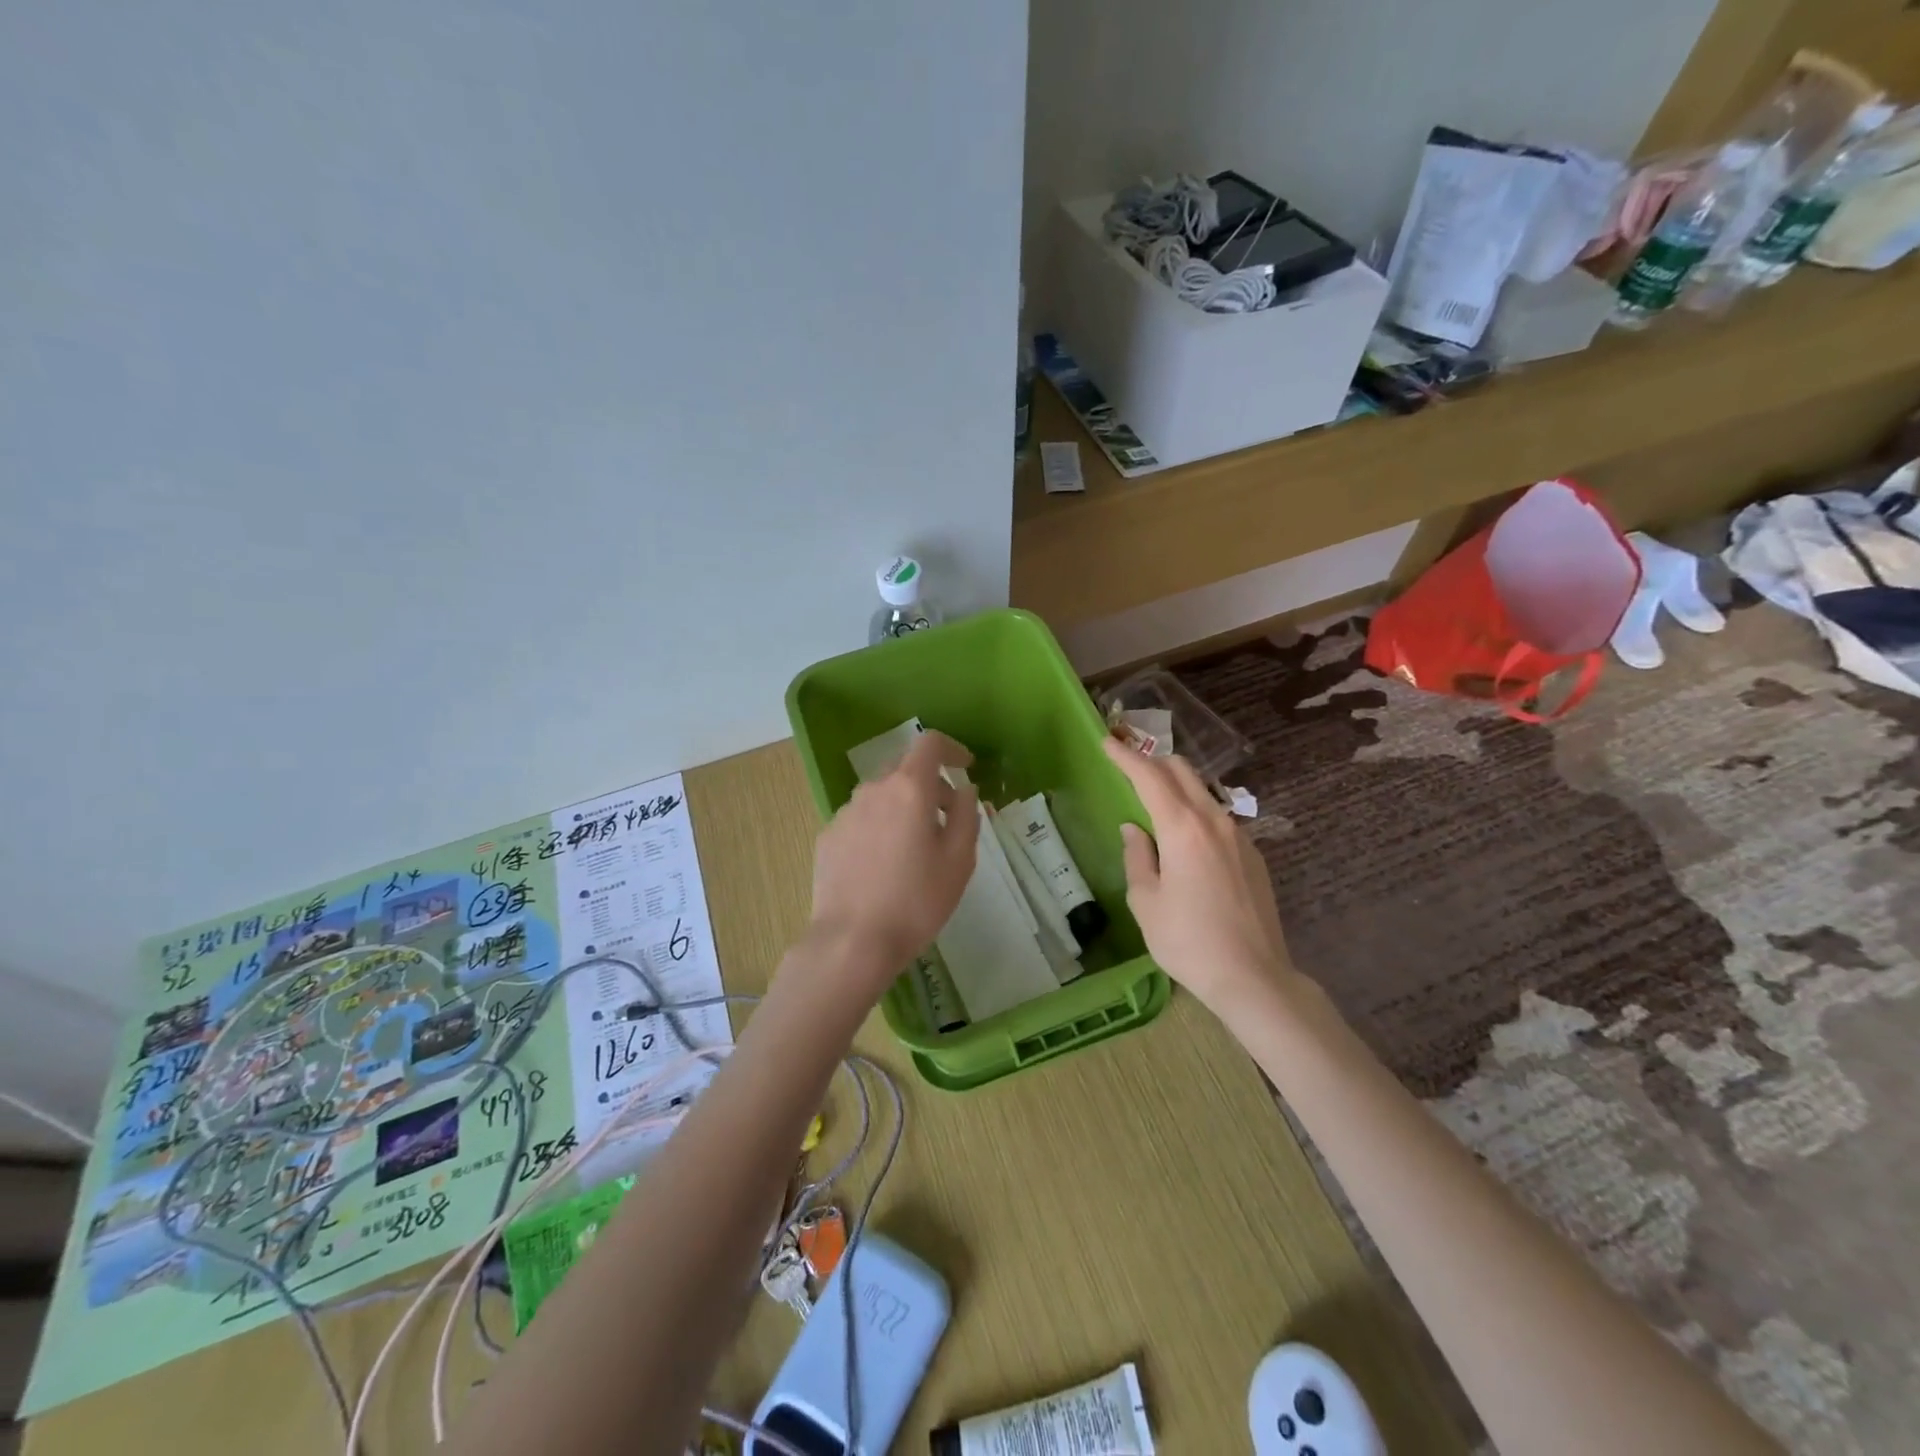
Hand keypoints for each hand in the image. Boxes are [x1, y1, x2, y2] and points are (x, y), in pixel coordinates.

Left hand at [806, 731, 978, 998]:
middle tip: (946, 819)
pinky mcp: (827, 837)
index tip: (966, 767)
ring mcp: (845, 813)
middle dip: (930, 783)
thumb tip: (964, 790)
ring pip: (881, 795)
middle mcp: (873, 790)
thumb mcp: (959, 860)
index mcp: (909, 788)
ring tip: (914, 849)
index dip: (952, 748)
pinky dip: (879, 828)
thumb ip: (967, 815)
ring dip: (902, 807)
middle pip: (904, 768)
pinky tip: (883, 867)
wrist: (851, 942)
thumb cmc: (916, 901)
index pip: (929, 743)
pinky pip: (861, 819)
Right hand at [1102, 735, 1291, 1012]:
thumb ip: (1137, 857)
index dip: (1126, 756)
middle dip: (1153, 761)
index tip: (1107, 741)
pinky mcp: (1253, 855)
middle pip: (1183, 771)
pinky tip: (1185, 839)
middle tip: (1128, 765)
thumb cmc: (1188, 941)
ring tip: (1154, 801)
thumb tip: (1134, 829)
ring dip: (1176, 786)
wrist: (1253, 976)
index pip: (1150, 776)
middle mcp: (1214, 821)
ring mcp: (1239, 836)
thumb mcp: (1146, 902)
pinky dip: (1195, 812)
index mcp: (1183, 828)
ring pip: (1204, 793)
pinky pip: (1218, 819)